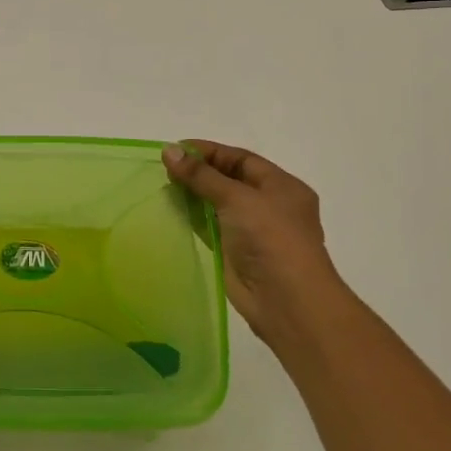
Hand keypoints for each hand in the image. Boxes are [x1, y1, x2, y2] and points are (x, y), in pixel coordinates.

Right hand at [162, 140, 339, 345]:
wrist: (287, 302)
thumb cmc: (271, 238)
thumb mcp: (237, 197)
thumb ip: (201, 175)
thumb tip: (168, 150)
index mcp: (281, 186)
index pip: (240, 159)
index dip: (208, 152)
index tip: (175, 148)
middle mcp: (269, 205)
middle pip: (229, 180)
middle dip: (199, 172)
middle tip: (165, 167)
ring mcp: (253, 231)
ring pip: (218, 204)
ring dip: (193, 195)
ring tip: (163, 185)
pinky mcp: (235, 253)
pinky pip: (210, 228)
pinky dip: (192, 219)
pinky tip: (170, 210)